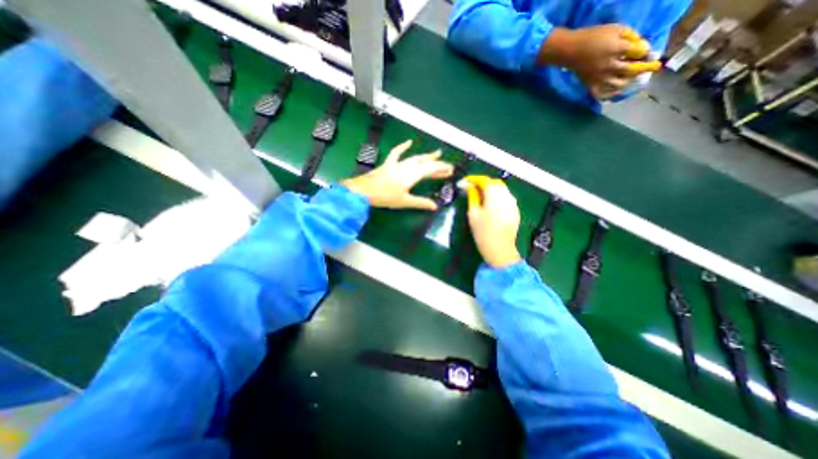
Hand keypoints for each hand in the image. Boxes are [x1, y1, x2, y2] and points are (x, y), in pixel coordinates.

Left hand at [339, 140, 452, 209]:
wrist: (365, 190)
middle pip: (425, 163)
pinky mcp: (389, 164)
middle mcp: (407, 167)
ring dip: (426, 157)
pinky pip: (397, 152)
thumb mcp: (405, 201)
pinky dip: (403, 147)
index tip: (450, 169)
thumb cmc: (385, 197)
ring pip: (415, 158)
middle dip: (437, 164)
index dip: (441, 169)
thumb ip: (421, 203)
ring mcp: (397, 164)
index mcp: (412, 175)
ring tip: (436, 154)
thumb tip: (435, 206)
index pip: (430, 170)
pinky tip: (409, 142)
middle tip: (447, 166)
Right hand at [464, 176, 520, 268]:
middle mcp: (507, 196)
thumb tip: (469, 186)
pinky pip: (506, 197)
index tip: (464, 182)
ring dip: (490, 189)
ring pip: (501, 189)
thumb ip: (472, 197)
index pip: (485, 180)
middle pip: (495, 183)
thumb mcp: (473, 214)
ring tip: (480, 196)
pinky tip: (490, 204)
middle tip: (471, 188)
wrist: (500, 250)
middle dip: (483, 183)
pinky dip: (497, 196)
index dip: (474, 179)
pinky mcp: (515, 210)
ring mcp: (513, 203)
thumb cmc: (483, 233)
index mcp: (495, 196)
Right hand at [541, 26, 659, 100]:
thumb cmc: (593, 37)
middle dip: (645, 68)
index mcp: (616, 50)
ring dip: (629, 81)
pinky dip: (609, 95)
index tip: (651, 53)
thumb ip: (630, 36)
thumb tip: (640, 46)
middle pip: (632, 70)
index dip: (647, 52)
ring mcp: (599, 78)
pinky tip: (614, 93)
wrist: (571, 50)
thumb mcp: (615, 29)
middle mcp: (609, 66)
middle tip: (654, 68)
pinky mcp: (590, 85)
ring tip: (634, 80)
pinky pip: (601, 94)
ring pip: (618, 84)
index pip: (639, 52)